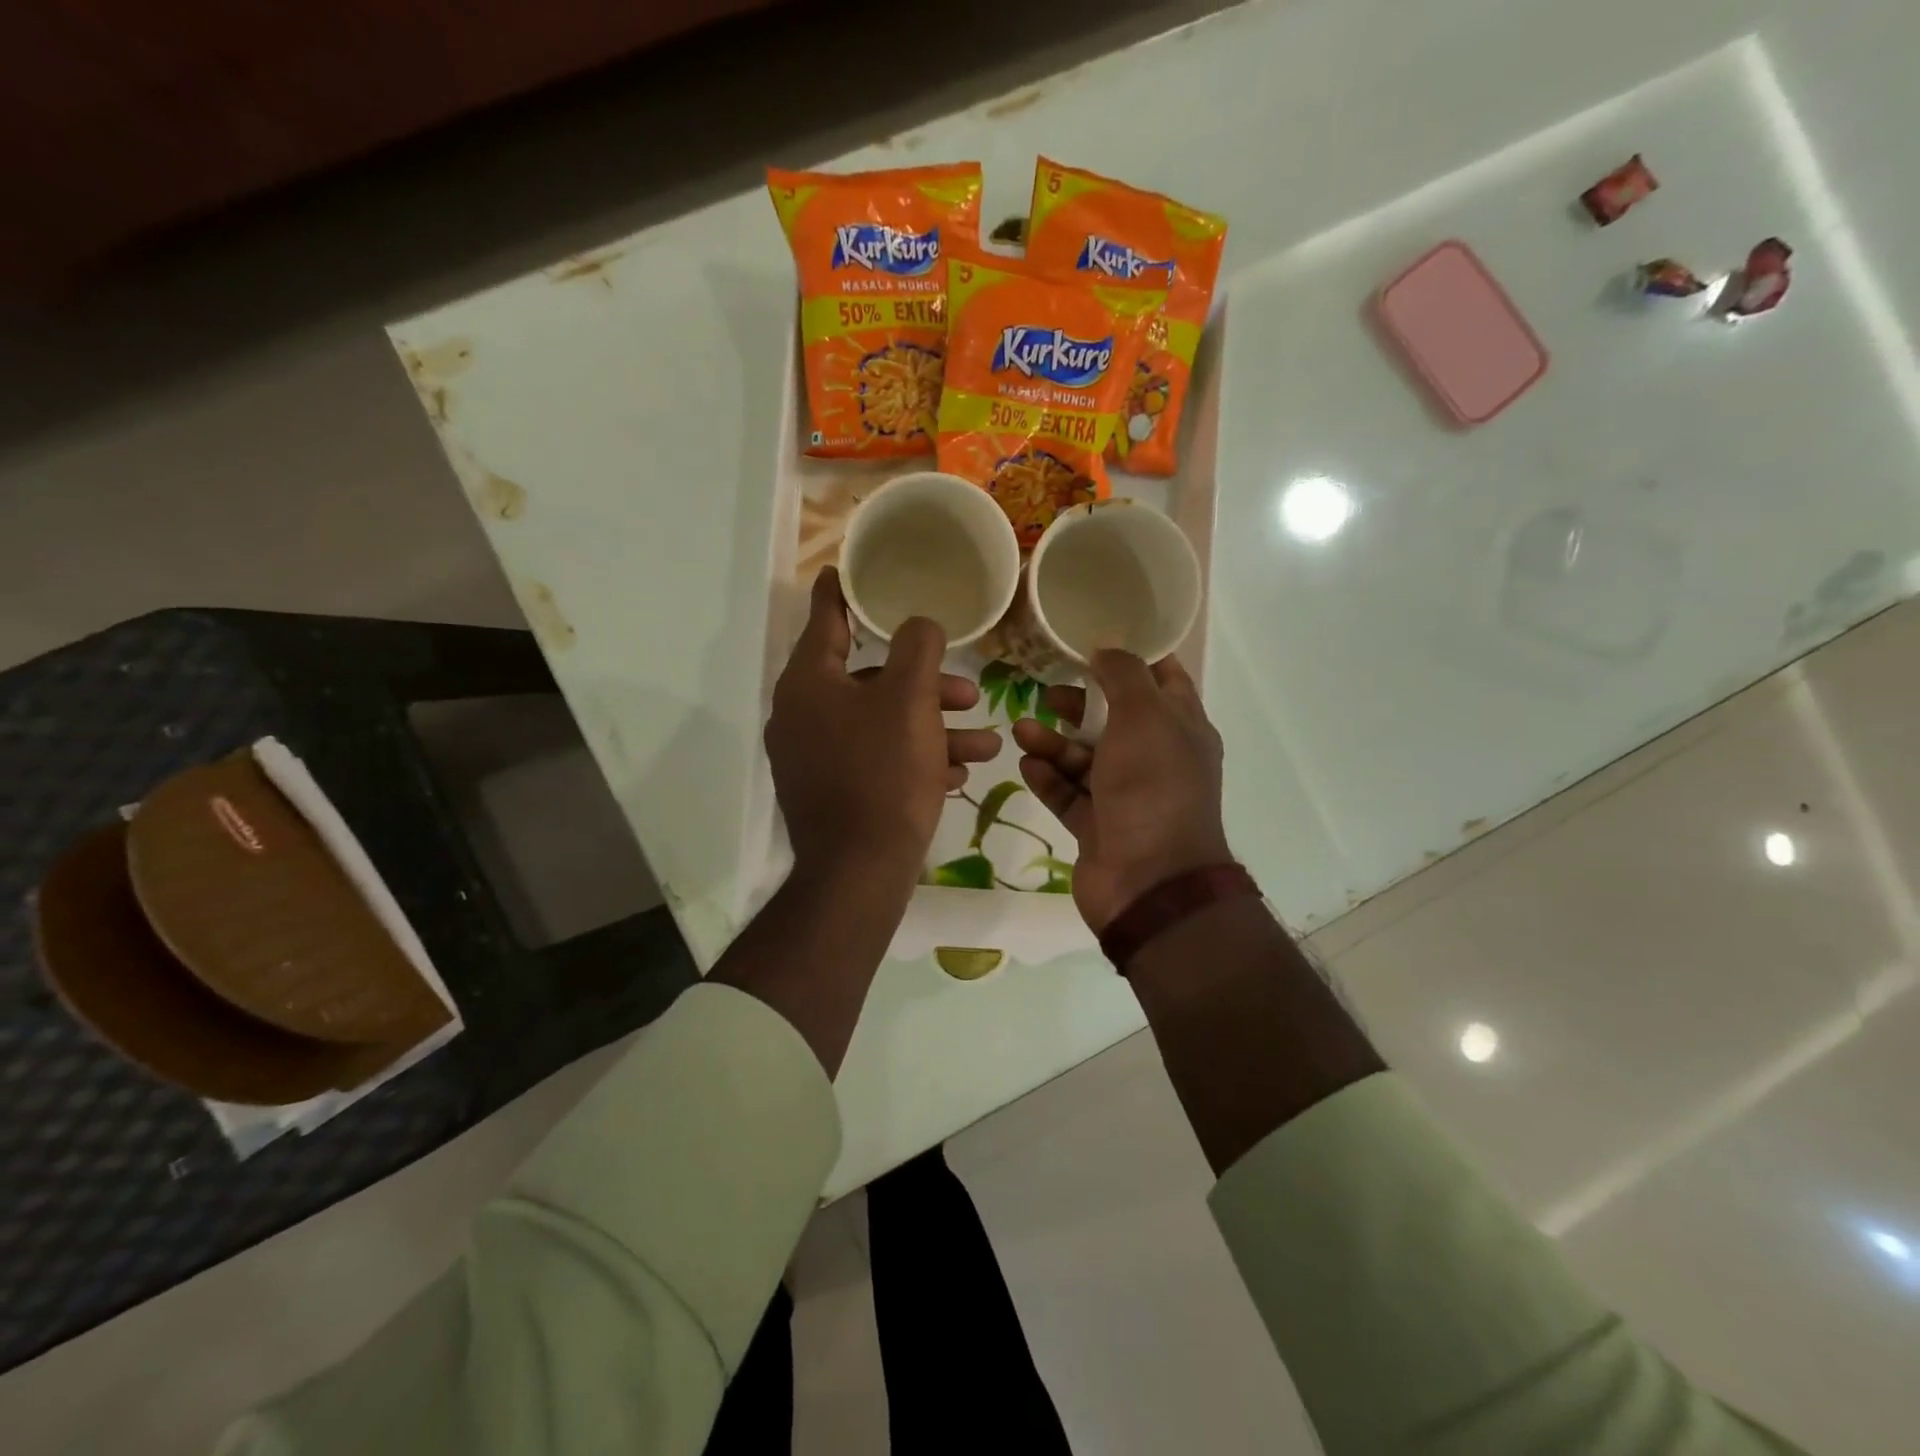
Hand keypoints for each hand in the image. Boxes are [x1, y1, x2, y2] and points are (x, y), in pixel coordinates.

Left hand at [767, 568, 1000, 892]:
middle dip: (928, 686)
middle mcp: (803, 715)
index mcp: (809, 683)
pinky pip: (877, 760)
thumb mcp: (910, 700)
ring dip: (935, 729)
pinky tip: (958, 773)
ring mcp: (814, 757)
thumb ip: (918, 647)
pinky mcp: (831, 791)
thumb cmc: (884, 773)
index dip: (843, 591)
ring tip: (987, 744)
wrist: (860, 871)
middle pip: (871, 680)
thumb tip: (918, 624)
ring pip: (882, 724)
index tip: (849, 569)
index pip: (826, 618)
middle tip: (971, 693)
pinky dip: (916, 759)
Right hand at [1012, 652, 1230, 931]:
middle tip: (1045, 692)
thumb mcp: (1145, 717)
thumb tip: (1106, 649)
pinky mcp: (1097, 827)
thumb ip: (1124, 676)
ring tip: (1021, 729)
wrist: (1149, 882)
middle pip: (1113, 719)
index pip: (1162, 680)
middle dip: (1079, 704)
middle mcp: (1156, 760)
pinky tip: (1024, 762)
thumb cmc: (1152, 788)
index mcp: (1181, 729)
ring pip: (1084, 758)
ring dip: (1053, 742)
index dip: (1132, 656)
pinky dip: (1048, 778)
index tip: (1092, 638)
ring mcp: (1125, 796)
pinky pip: (1068, 794)